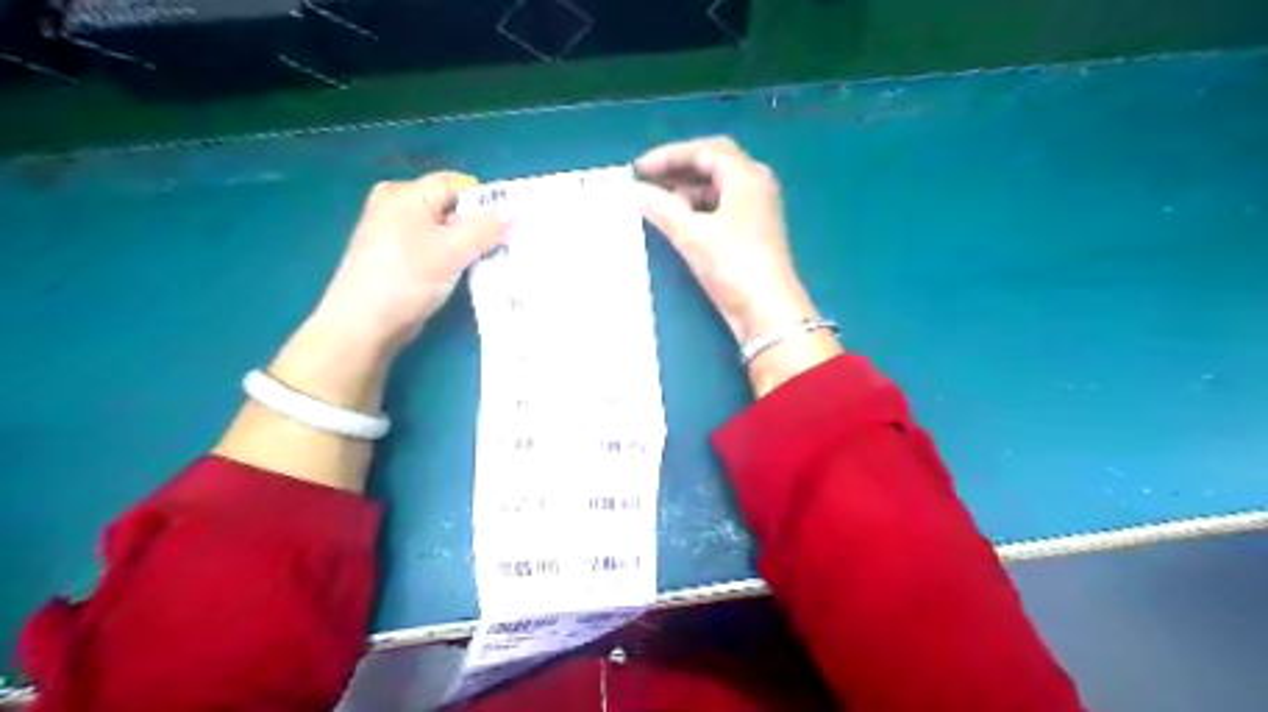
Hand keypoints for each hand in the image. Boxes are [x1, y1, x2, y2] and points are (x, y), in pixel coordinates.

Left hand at [311, 170, 504, 351]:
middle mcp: (397, 206)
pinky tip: (469, 274)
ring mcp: (395, 233)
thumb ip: (485, 229)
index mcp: (405, 194)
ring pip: (445, 230)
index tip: (511, 224)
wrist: (363, 325)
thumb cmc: (405, 280)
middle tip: (507, 245)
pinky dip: (454, 257)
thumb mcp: (451, 251)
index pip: (456, 184)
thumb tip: (516, 211)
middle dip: (480, 225)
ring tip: (493, 261)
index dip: (486, 202)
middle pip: (451, 207)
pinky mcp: (398, 258)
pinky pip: (435, 248)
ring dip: (469, 245)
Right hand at [640, 137, 815, 345]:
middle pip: (713, 163)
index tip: (638, 169)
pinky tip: (678, 221)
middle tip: (647, 180)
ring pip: (717, 186)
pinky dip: (698, 208)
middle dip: (678, 168)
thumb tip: (635, 191)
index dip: (668, 155)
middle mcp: (755, 184)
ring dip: (687, 189)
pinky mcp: (753, 230)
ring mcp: (757, 208)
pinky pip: (721, 206)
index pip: (704, 150)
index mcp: (746, 176)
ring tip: (657, 201)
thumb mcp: (693, 235)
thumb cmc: (733, 266)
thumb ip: (661, 208)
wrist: (768, 312)